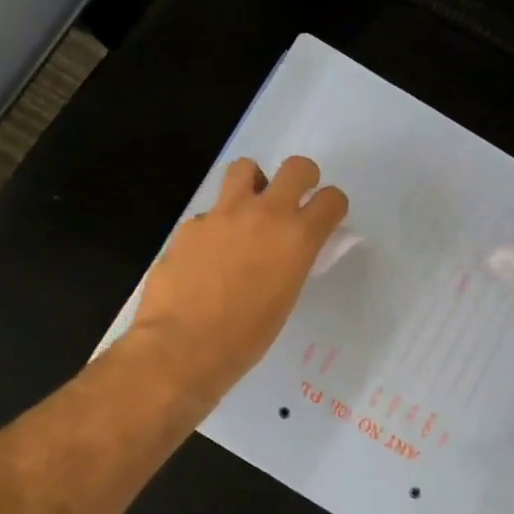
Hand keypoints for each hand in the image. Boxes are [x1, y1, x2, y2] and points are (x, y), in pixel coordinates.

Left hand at [129, 155, 348, 400]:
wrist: (181, 346)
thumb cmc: (244, 338)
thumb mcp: (285, 299)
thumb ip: (290, 263)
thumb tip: (286, 252)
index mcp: (297, 238)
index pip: (332, 200)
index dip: (331, 207)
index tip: (324, 218)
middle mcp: (264, 214)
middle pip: (296, 168)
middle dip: (302, 178)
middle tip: (293, 199)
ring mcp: (223, 214)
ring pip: (244, 167)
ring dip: (252, 183)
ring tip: (247, 211)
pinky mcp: (190, 224)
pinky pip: (210, 212)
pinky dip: (215, 225)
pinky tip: (207, 254)